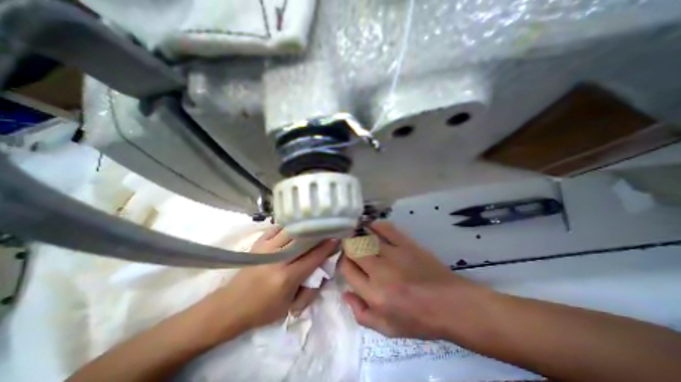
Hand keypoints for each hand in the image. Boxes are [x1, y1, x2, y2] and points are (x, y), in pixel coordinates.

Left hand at [204, 226, 336, 335]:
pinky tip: (295, 226)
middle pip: (304, 240)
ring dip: (305, 227)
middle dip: (319, 233)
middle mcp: (278, 259)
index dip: (327, 247)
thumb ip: (310, 290)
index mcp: (287, 277)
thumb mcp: (290, 307)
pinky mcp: (258, 244)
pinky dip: (288, 225)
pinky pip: (277, 228)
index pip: (313, 256)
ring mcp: (266, 249)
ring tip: (314, 224)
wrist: (230, 307)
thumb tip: (322, 271)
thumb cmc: (263, 310)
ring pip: (291, 230)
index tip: (336, 238)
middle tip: (328, 228)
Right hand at [340, 221, 489, 339]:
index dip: (342, 262)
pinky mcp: (407, 244)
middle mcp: (380, 271)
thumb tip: (346, 292)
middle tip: (350, 247)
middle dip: (347, 246)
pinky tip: (371, 227)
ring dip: (358, 235)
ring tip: (357, 235)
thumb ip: (361, 313)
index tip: (346, 261)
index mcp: (374, 294)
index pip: (347, 269)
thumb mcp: (388, 329)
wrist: (452, 305)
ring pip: (366, 237)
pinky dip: (376, 225)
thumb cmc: (419, 320)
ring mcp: (394, 254)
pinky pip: (386, 228)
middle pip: (353, 249)